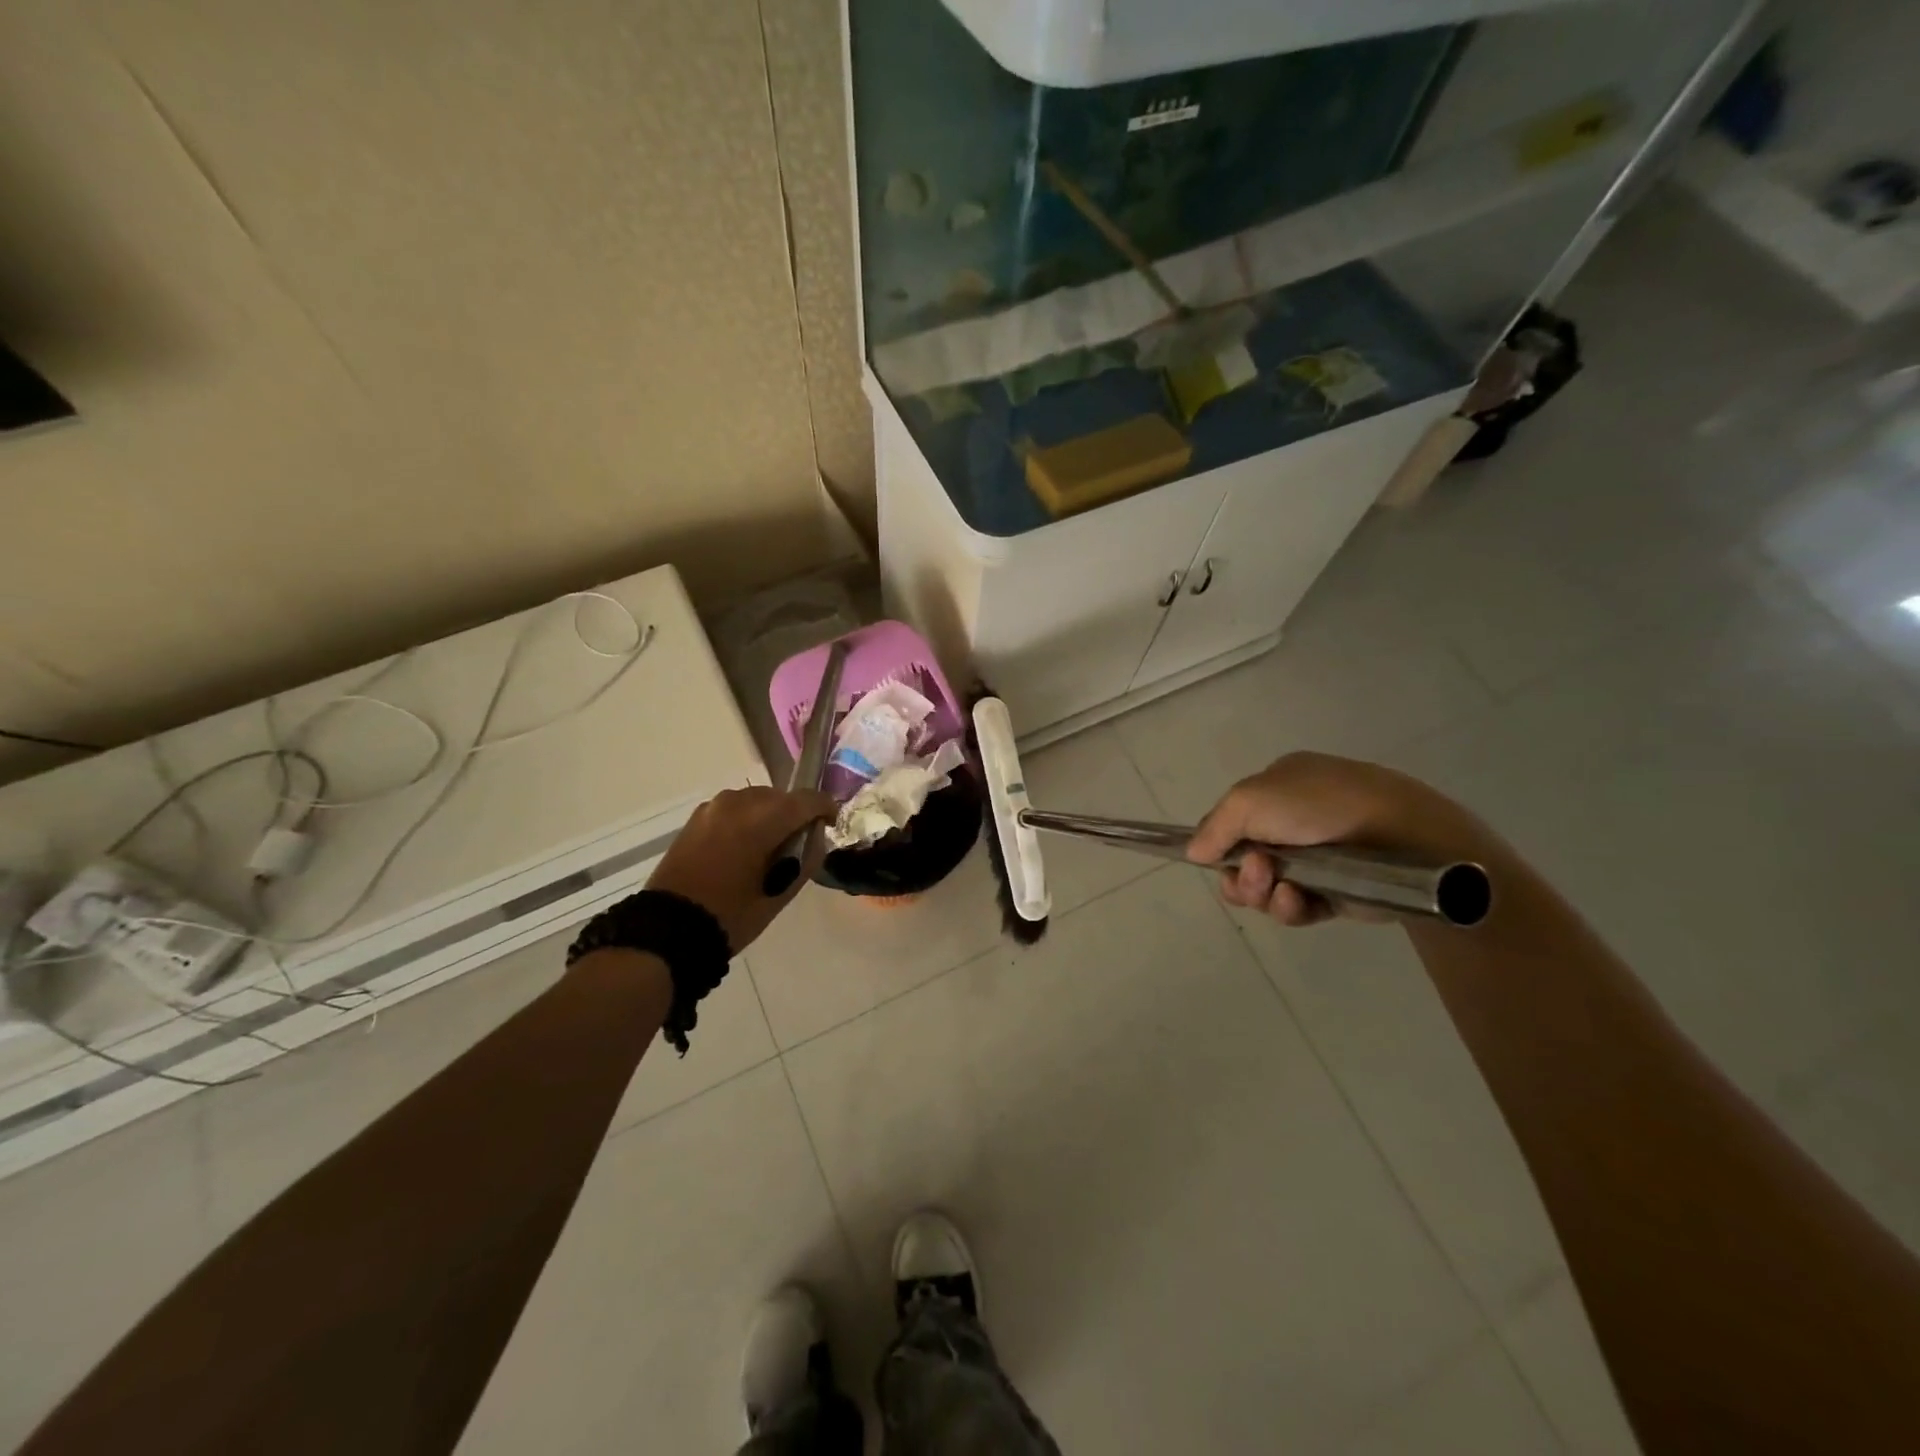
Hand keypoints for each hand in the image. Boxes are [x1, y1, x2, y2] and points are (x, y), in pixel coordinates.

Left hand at [647, 786, 836, 951]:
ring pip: (756, 800)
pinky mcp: (697, 818)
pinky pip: (734, 809)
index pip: (806, 800)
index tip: (831, 823)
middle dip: (794, 814)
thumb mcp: (781, 893)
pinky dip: (746, 820)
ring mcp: (713, 807)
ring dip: (769, 816)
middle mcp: (738, 802)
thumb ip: (806, 858)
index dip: (825, 808)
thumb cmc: (732, 916)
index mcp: (762, 819)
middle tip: (798, 844)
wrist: (668, 930)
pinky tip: (744, 847)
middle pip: (781, 797)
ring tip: (769, 847)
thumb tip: (815, 837)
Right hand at [1187, 752, 1490, 926]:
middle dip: (1239, 873)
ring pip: (1264, 887)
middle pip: (1242, 859)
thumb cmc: (1322, 806)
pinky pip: (1295, 907)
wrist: (1405, 838)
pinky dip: (1290, 907)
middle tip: (1255, 872)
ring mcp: (1316, 858)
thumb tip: (1193, 852)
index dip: (1218, 842)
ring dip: (1260, 892)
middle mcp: (1294, 820)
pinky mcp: (1336, 892)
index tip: (1215, 857)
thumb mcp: (1251, 799)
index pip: (1231, 819)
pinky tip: (1299, 900)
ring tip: (1278, 888)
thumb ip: (1214, 826)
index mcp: (1278, 787)